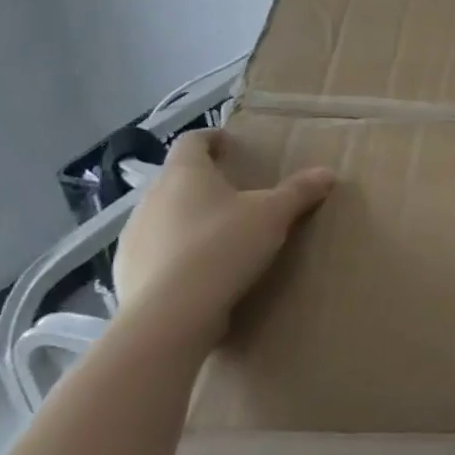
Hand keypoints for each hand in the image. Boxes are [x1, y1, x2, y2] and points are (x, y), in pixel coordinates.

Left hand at [113, 129, 334, 351]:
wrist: (170, 316)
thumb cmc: (223, 247)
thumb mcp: (273, 215)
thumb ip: (299, 191)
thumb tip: (327, 173)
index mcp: (184, 174)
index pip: (192, 141)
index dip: (212, 138)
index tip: (230, 144)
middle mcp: (151, 198)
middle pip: (177, 179)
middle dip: (203, 183)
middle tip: (235, 194)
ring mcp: (133, 237)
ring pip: (163, 216)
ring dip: (187, 219)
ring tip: (219, 235)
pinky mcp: (127, 273)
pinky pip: (155, 253)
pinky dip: (175, 255)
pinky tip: (198, 273)